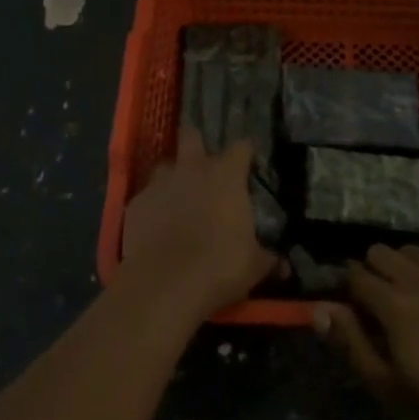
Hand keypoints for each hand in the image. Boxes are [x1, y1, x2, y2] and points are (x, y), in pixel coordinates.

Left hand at [119, 125, 275, 323]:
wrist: (164, 284)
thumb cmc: (218, 267)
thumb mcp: (253, 267)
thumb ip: (267, 260)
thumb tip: (283, 266)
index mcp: (225, 175)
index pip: (241, 147)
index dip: (245, 154)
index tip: (248, 164)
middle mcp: (191, 169)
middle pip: (191, 135)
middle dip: (196, 143)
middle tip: (202, 164)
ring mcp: (160, 183)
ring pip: (164, 165)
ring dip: (172, 178)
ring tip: (177, 198)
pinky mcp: (135, 204)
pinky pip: (146, 197)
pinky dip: (152, 208)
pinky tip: (156, 227)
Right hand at [315, 245, 418, 419]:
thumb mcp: (394, 389)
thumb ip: (353, 344)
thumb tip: (319, 308)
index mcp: (392, 304)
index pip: (355, 274)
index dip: (348, 287)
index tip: (353, 304)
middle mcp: (417, 276)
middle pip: (380, 251)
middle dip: (373, 269)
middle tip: (382, 301)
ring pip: (412, 249)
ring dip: (404, 266)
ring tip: (414, 295)